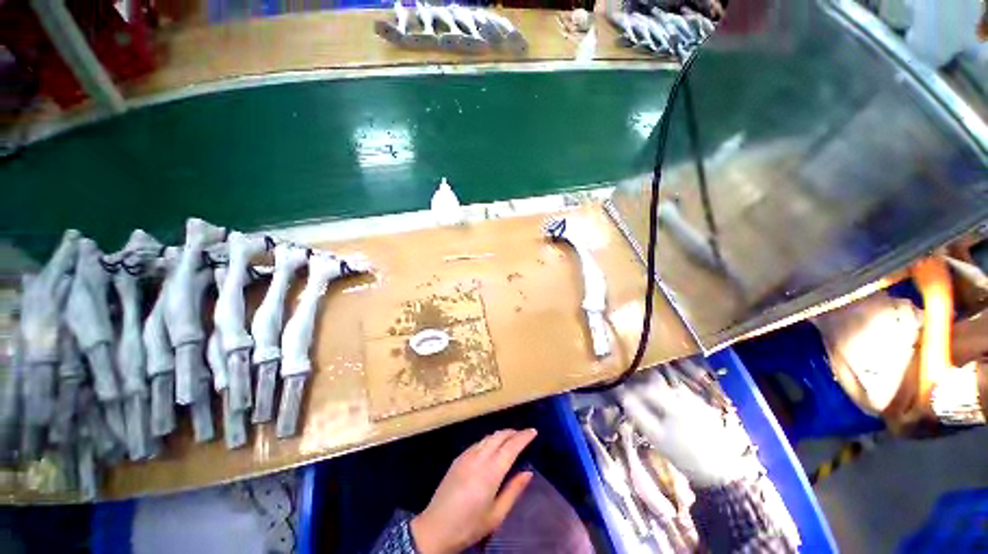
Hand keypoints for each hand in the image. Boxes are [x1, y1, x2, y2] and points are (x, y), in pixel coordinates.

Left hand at [411, 429, 536, 553]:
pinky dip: (489, 439)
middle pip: (499, 436)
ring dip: (501, 434)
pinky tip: (491, 446)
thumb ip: (513, 491)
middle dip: (513, 432)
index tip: (533, 431)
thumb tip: (528, 472)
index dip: (523, 436)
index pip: (511, 446)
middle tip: (523, 434)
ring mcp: (467, 456)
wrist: (435, 528)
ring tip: (510, 438)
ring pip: (488, 437)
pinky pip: (478, 442)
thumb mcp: (496, 515)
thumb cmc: (469, 525)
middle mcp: (479, 457)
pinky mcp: (458, 458)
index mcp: (491, 471)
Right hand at [615, 372, 745, 487]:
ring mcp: (696, 401)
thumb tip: (622, 397)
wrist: (721, 473)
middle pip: (658, 383)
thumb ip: (638, 414)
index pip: (645, 388)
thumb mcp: (656, 437)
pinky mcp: (705, 408)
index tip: (621, 393)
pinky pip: (683, 395)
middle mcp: (684, 396)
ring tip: (651, 402)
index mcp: (671, 401)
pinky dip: (672, 397)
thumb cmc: (684, 456)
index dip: (631, 389)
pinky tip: (670, 410)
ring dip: (658, 390)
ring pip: (671, 387)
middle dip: (644, 386)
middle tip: (635, 396)